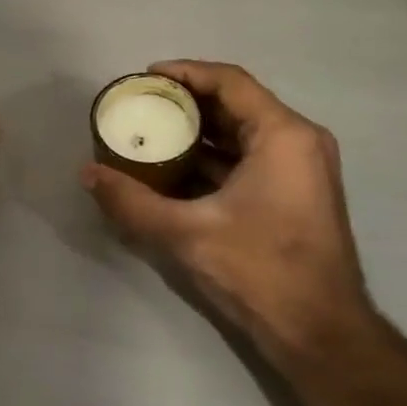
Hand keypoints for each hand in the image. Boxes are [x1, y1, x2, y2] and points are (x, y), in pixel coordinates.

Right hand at [81, 60, 377, 368]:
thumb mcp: (185, 233)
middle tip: (141, 105)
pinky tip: (173, 171)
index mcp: (283, 136)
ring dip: (197, 132)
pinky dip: (212, 159)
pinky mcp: (294, 195)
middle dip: (186, 103)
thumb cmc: (259, 270)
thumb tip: (87, 174)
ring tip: (151, 133)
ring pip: (241, 134)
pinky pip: (248, 160)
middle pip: (235, 104)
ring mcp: (300, 170)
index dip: (185, 72)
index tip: (145, 77)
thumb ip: (131, 201)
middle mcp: (298, 142)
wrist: (319, 333)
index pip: (229, 82)